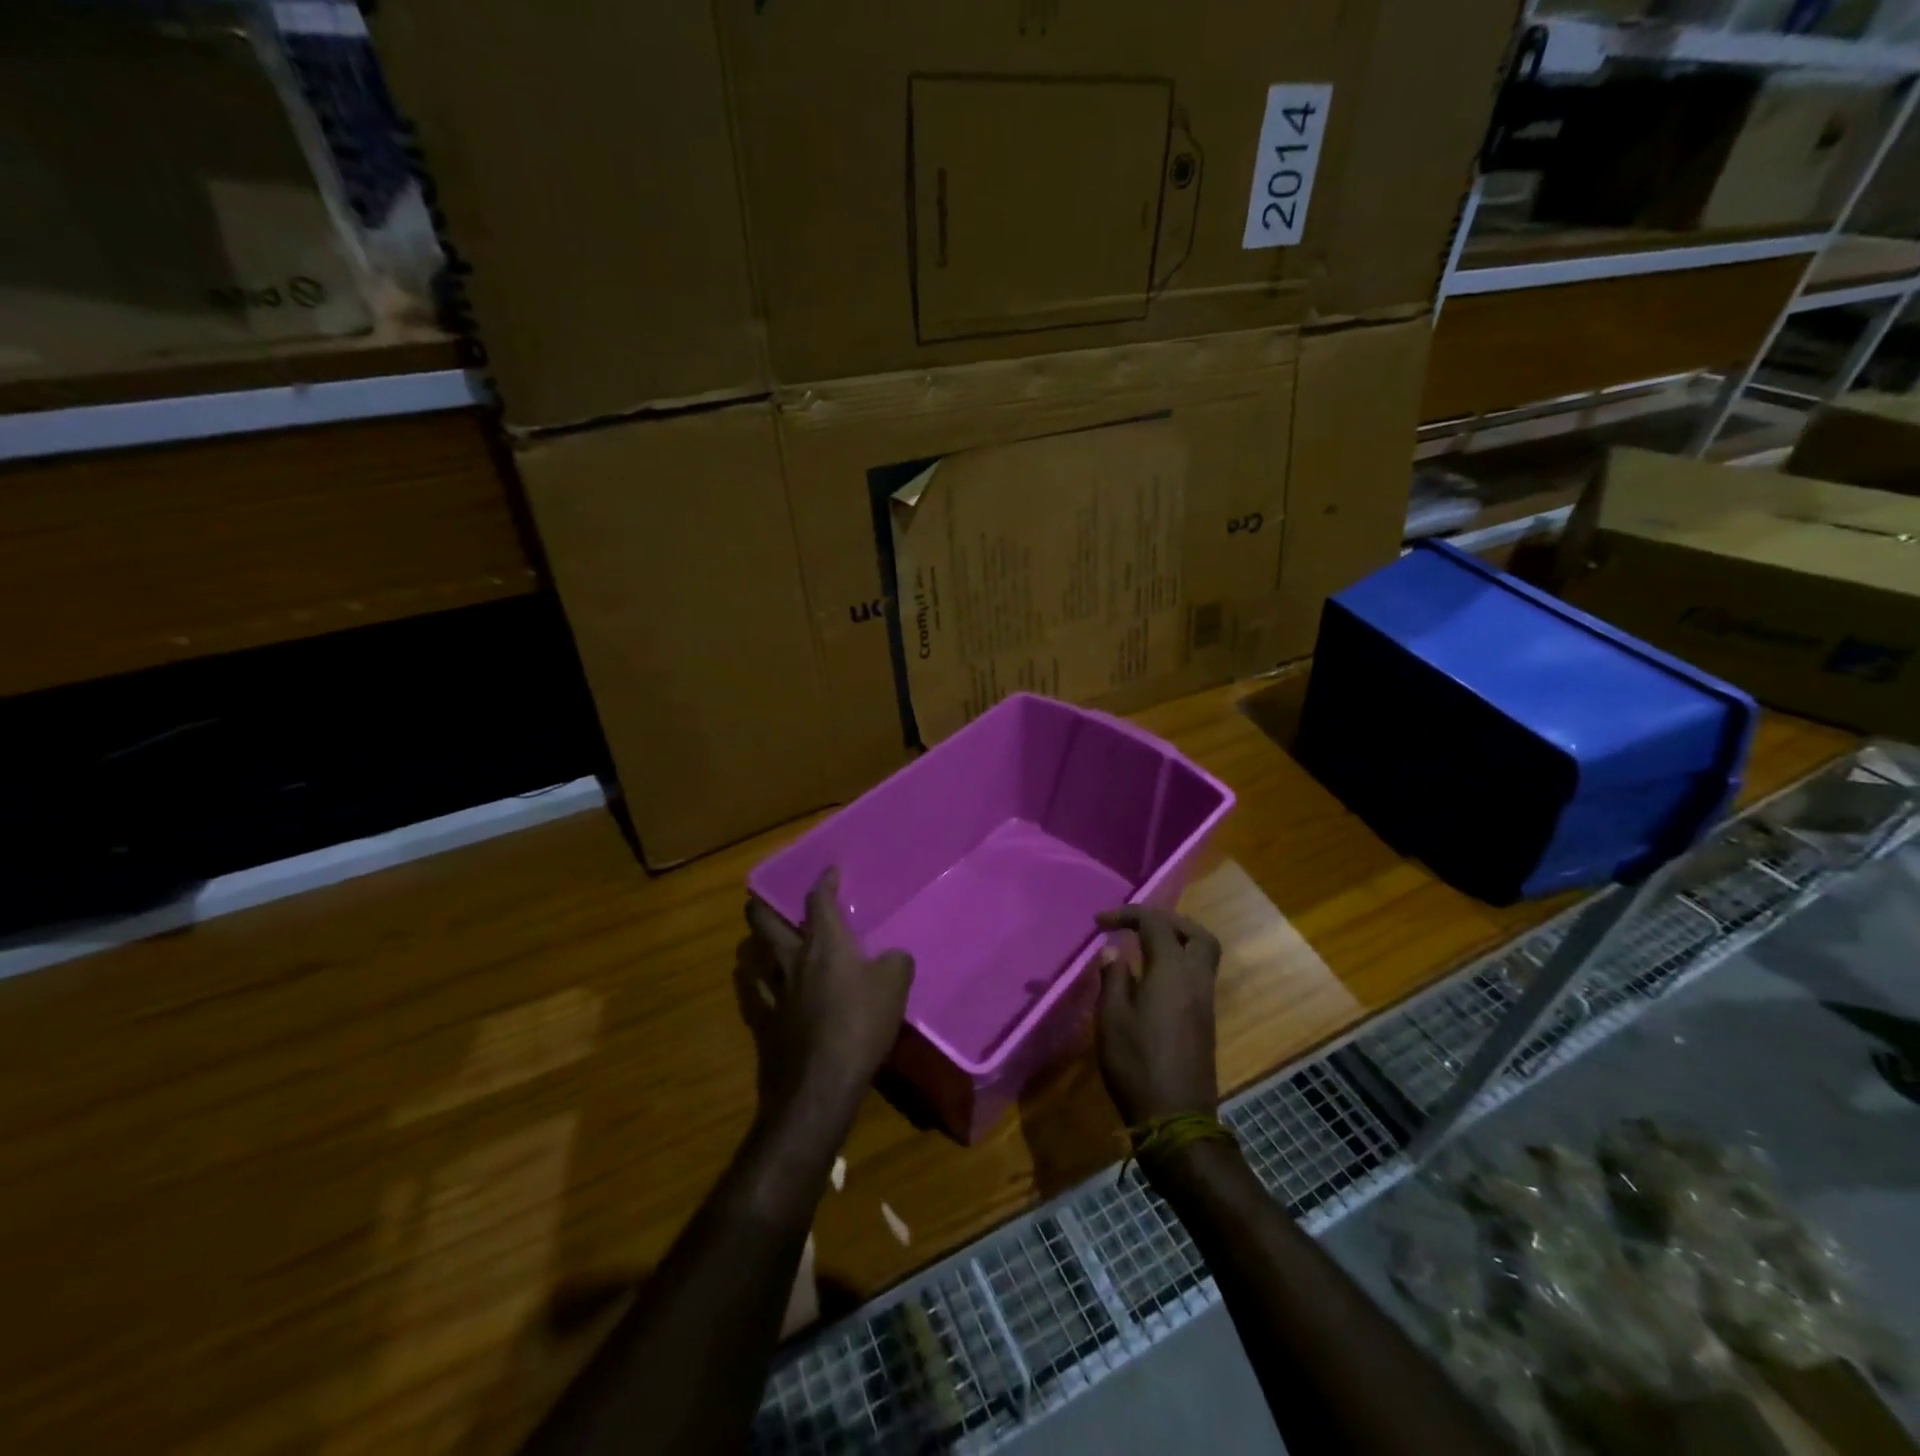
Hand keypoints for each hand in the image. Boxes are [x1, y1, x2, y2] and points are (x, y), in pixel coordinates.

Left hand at [746, 868, 913, 1120]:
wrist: (823, 1080)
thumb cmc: (862, 1022)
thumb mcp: (895, 985)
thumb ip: (896, 962)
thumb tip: (892, 957)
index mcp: (826, 943)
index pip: (819, 901)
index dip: (824, 882)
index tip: (829, 871)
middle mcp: (795, 959)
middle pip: (767, 924)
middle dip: (763, 907)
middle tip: (762, 899)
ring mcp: (777, 992)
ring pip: (757, 958)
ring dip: (758, 946)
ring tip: (763, 943)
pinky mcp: (769, 1023)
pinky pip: (758, 996)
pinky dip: (759, 986)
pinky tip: (763, 988)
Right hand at [1094, 905, 1222, 1126]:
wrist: (1176, 1118)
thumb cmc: (1136, 1064)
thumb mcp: (1111, 1019)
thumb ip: (1113, 979)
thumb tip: (1113, 952)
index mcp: (1171, 972)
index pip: (1155, 924)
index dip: (1127, 915)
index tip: (1099, 923)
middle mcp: (1195, 980)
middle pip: (1195, 934)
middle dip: (1167, 921)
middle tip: (1137, 924)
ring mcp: (1205, 1002)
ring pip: (1202, 955)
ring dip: (1177, 941)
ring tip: (1143, 946)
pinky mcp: (1205, 1021)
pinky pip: (1198, 975)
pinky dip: (1178, 963)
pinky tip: (1151, 977)